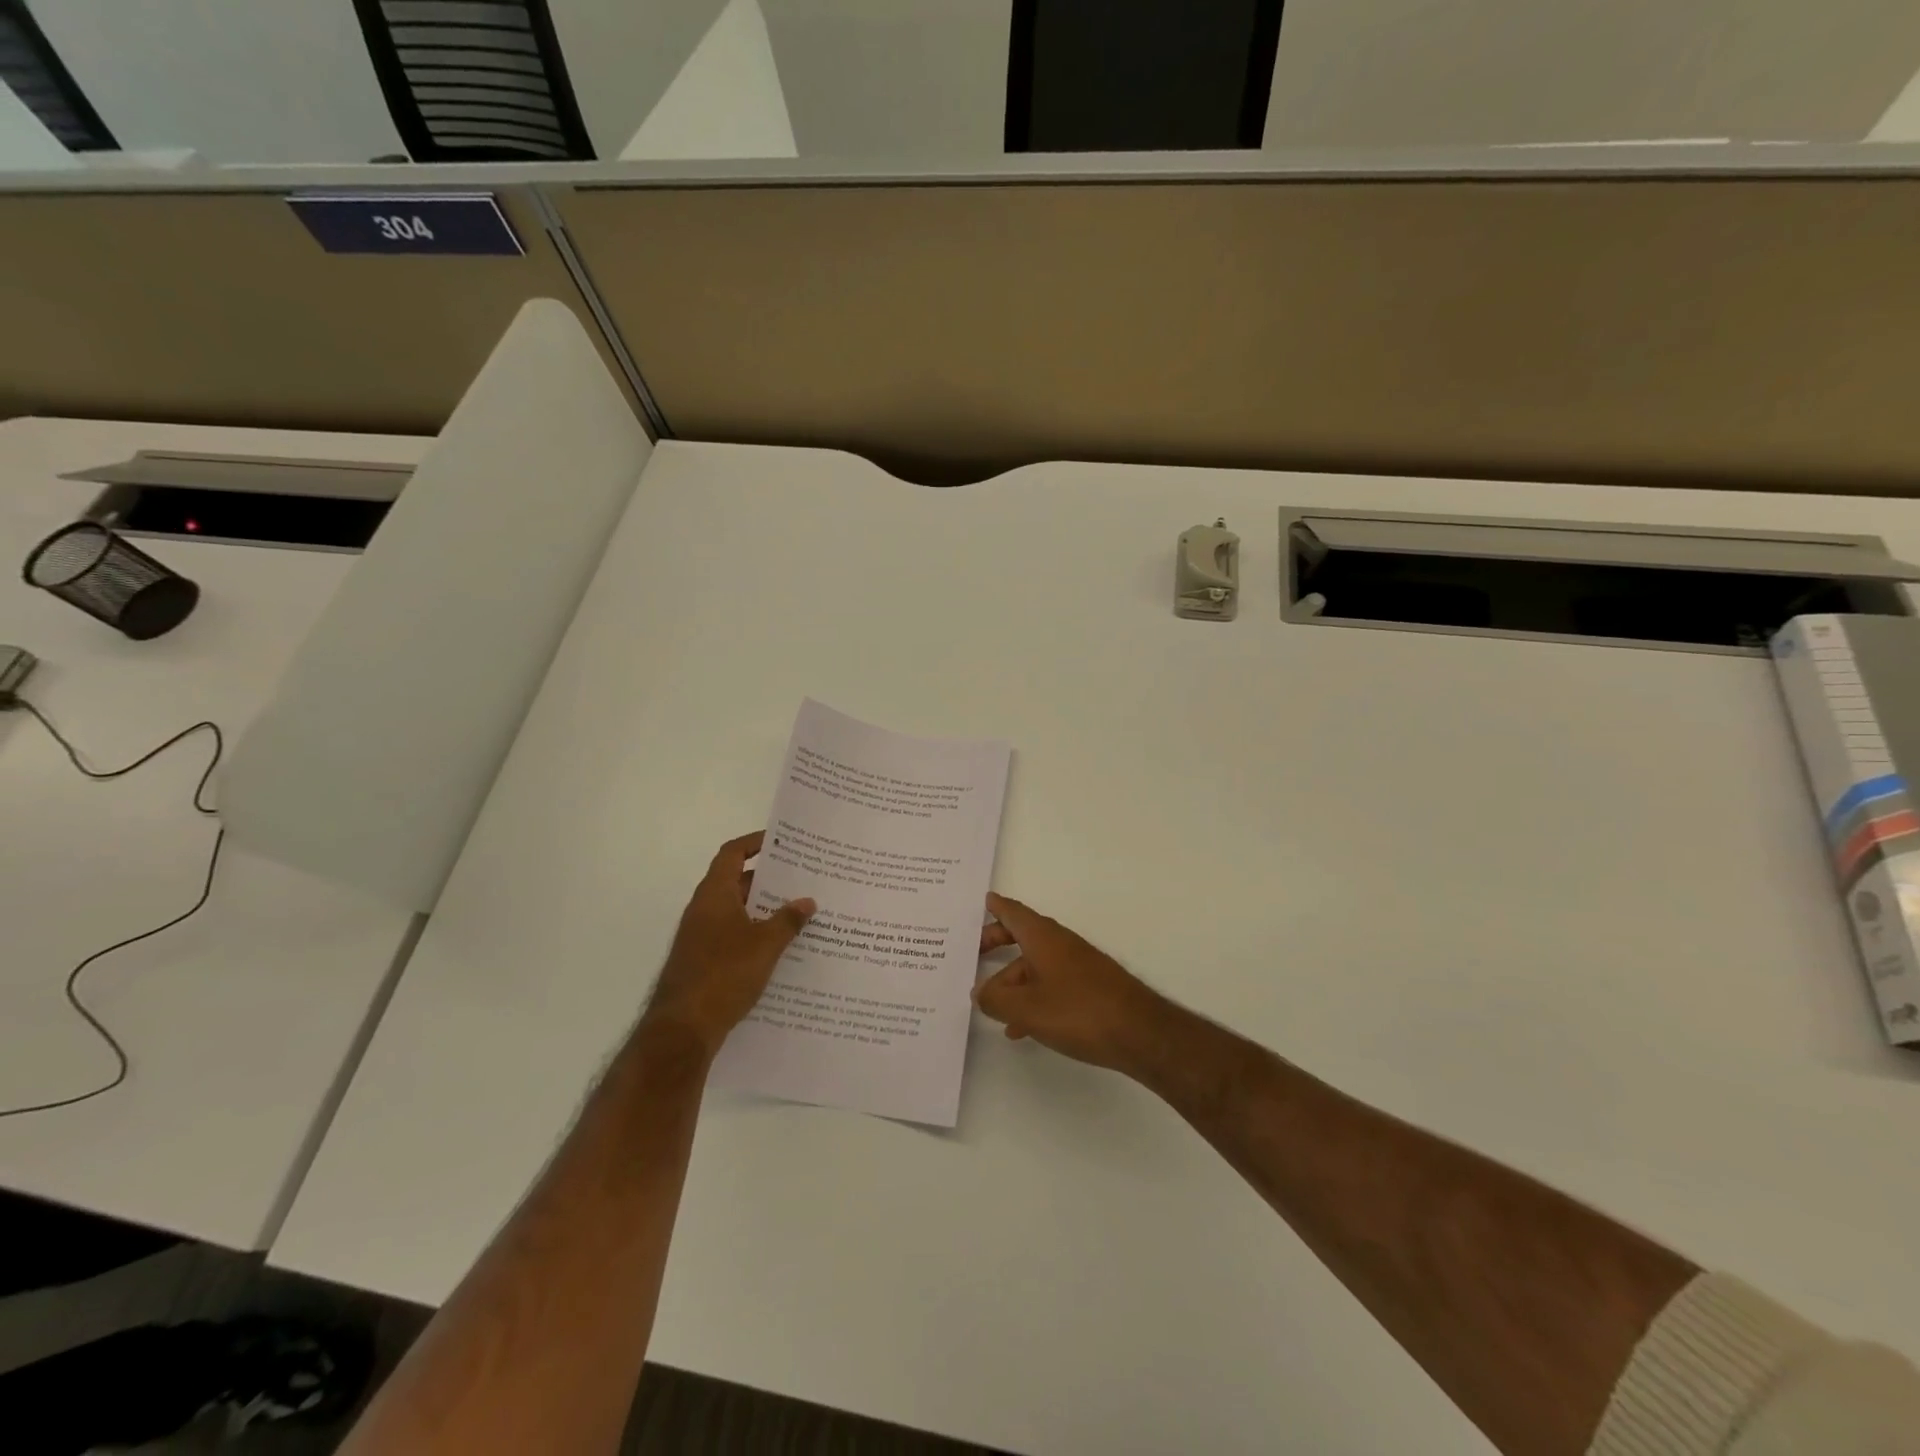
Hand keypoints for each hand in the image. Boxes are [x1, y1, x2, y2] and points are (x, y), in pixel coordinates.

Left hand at [644, 832, 815, 1055]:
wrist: (683, 1029)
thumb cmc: (724, 974)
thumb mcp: (765, 944)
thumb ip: (788, 920)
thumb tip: (807, 901)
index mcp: (714, 895)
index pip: (732, 854)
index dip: (754, 842)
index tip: (781, 841)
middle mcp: (704, 909)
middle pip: (737, 882)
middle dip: (769, 879)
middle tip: (803, 877)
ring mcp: (701, 937)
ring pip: (737, 911)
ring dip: (765, 908)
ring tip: (800, 910)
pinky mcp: (704, 961)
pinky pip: (734, 935)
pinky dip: (756, 934)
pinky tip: (782, 947)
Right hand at [974, 893, 1168, 1074]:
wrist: (1140, 1033)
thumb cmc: (1077, 1011)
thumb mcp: (1026, 1008)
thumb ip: (996, 1000)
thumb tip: (979, 992)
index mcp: (1043, 938)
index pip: (1014, 913)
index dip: (997, 907)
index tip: (984, 900)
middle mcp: (1060, 944)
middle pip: (1022, 936)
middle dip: (997, 942)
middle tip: (974, 952)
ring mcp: (1078, 965)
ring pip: (1035, 965)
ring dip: (1012, 980)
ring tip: (992, 1006)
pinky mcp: (1090, 988)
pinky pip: (1051, 984)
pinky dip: (1032, 997)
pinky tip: (1022, 1027)